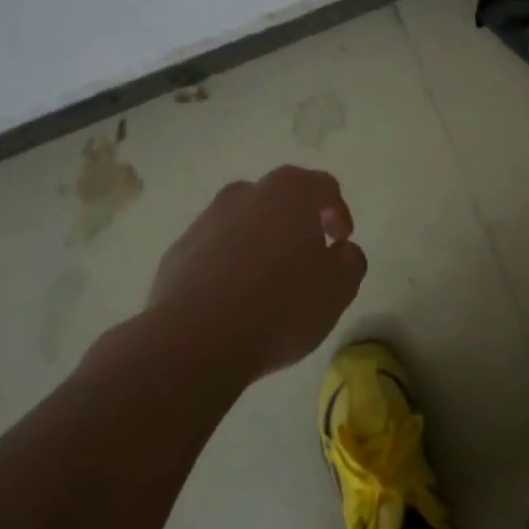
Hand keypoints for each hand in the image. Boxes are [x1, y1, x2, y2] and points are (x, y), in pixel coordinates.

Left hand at [141, 166, 368, 382]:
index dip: (338, 212)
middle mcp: (245, 194)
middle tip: (308, 259)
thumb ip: (350, 261)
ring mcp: (206, 220)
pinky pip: (214, 251)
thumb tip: (340, 251)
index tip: (342, 241)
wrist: (193, 342)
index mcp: (290, 192)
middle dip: (297, 224)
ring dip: (260, 244)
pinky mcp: (178, 252)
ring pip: (244, 224)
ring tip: (269, 285)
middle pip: (280, 200)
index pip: (324, 187)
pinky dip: (228, 266)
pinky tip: (234, 301)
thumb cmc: (280, 306)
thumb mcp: (338, 288)